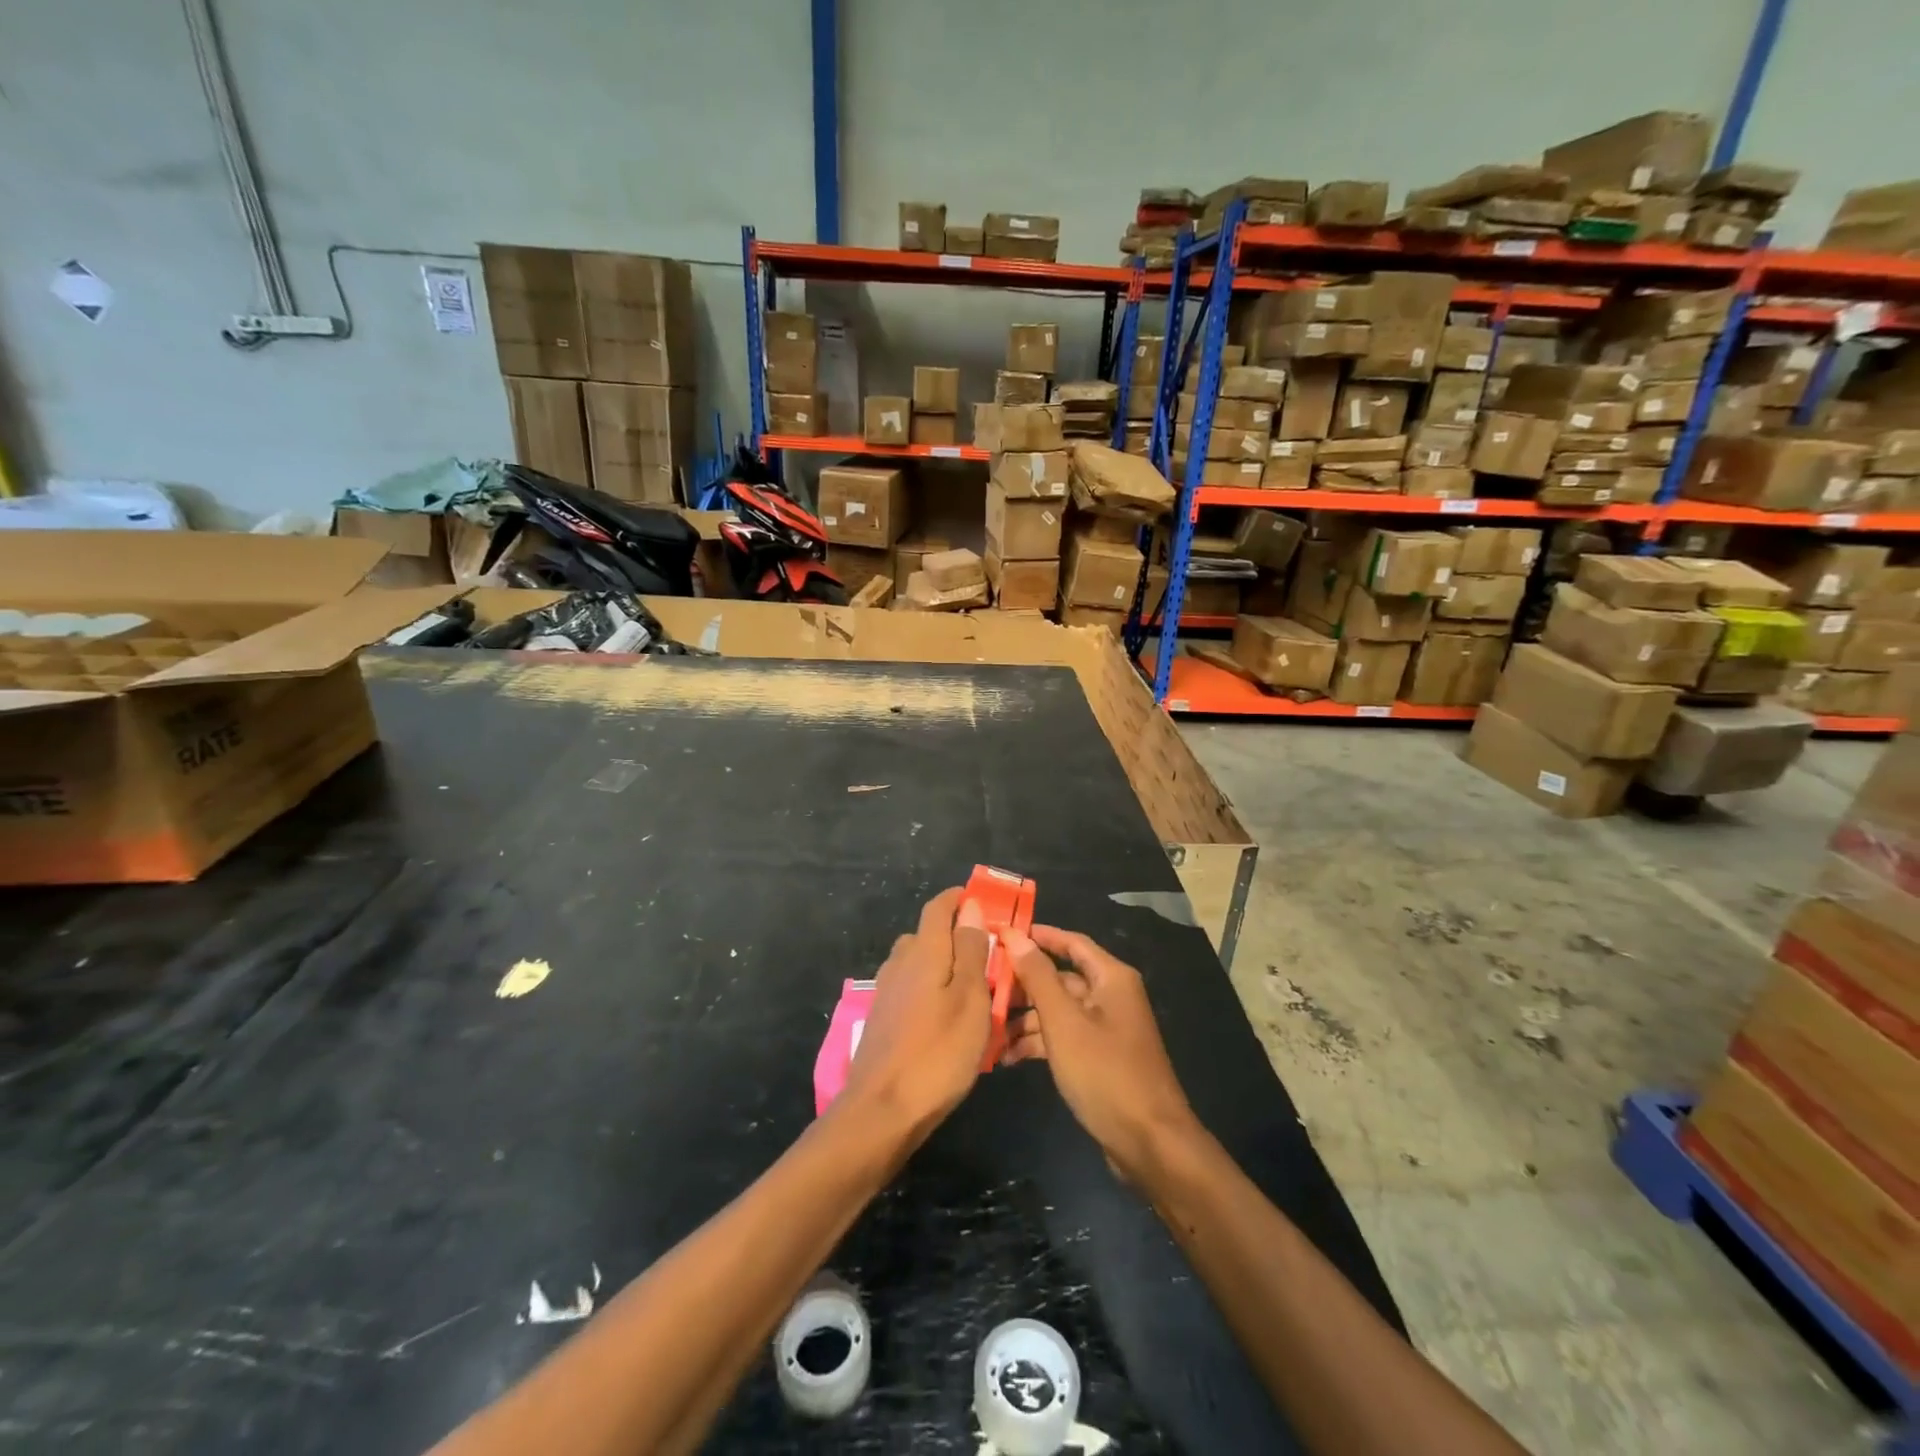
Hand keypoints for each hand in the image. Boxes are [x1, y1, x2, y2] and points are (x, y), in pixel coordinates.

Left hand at [839, 888, 990, 1141]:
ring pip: (918, 964)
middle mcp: (900, 964)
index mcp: (924, 952)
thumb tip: (970, 907)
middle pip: (927, 935)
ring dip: (943, 965)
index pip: (938, 908)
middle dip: (955, 935)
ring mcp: (886, 992)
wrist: (881, 1111)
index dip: (958, 898)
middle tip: (988, 955)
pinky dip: (930, 990)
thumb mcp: (971, 1000)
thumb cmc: (938, 1053)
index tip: (982, 901)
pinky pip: (910, 989)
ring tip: (972, 989)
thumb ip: (971, 950)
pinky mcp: (882, 1019)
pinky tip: (945, 1017)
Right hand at [1002, 925, 1196, 1181]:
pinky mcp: (1099, 1059)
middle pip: (1060, 979)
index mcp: (1111, 978)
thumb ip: (1038, 977)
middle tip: (983, 989)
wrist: (1149, 1143)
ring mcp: (1106, 1029)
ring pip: (1058, 1011)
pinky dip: (1038, 1043)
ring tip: (987, 1031)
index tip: (1001, 933)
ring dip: (1025, 1020)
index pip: (1071, 942)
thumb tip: (1014, 935)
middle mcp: (1111, 996)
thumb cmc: (1105, 1072)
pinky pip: (1063, 1038)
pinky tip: (1007, 1058)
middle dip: (1023, 985)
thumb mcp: (1064, 1022)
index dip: (1038, 935)